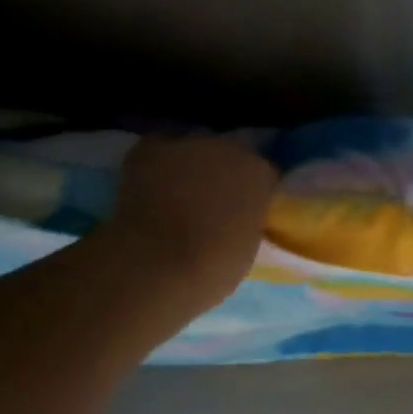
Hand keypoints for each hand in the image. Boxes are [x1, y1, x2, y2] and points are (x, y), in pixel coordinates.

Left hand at [103, 136, 278, 311]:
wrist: (159, 265)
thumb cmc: (213, 268)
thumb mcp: (247, 244)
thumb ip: (246, 219)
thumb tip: (234, 217)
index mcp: (260, 174)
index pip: (262, 175)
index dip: (250, 193)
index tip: (243, 212)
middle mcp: (229, 149)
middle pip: (228, 155)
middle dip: (220, 174)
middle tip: (209, 203)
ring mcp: (189, 145)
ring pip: (192, 150)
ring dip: (188, 167)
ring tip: (176, 194)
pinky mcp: (151, 148)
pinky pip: (158, 149)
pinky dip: (155, 165)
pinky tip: (150, 186)